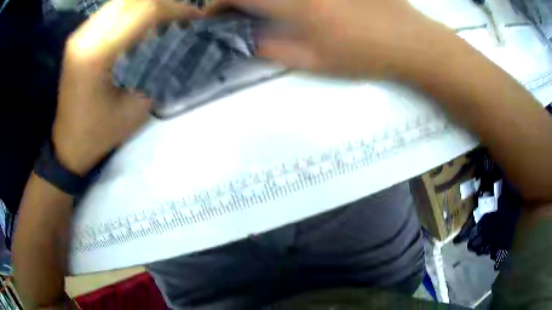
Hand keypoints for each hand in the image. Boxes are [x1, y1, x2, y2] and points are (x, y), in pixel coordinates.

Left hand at [54, 0, 202, 174]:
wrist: (68, 144)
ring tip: (163, 18)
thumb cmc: (99, 134)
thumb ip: (155, 68)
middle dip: (163, 3)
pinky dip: (132, 10)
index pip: (144, 11)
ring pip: (121, 1)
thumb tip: (175, 40)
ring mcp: (79, 34)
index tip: (195, 17)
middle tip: (181, 16)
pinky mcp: (78, 37)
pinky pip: (111, 10)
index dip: (175, 9)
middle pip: (133, 0)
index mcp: (97, 55)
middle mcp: (84, 37)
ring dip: (147, 5)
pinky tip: (140, 23)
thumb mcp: (135, 107)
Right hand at [209, 0, 448, 78]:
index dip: (217, 4)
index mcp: (295, 4)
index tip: (212, 15)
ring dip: (262, 1)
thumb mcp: (313, 61)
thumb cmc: (363, 55)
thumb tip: (243, 40)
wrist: (409, 40)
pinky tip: (292, 8)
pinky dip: (284, 0)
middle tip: (237, 11)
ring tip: (261, 11)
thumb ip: (271, 49)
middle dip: (236, 0)